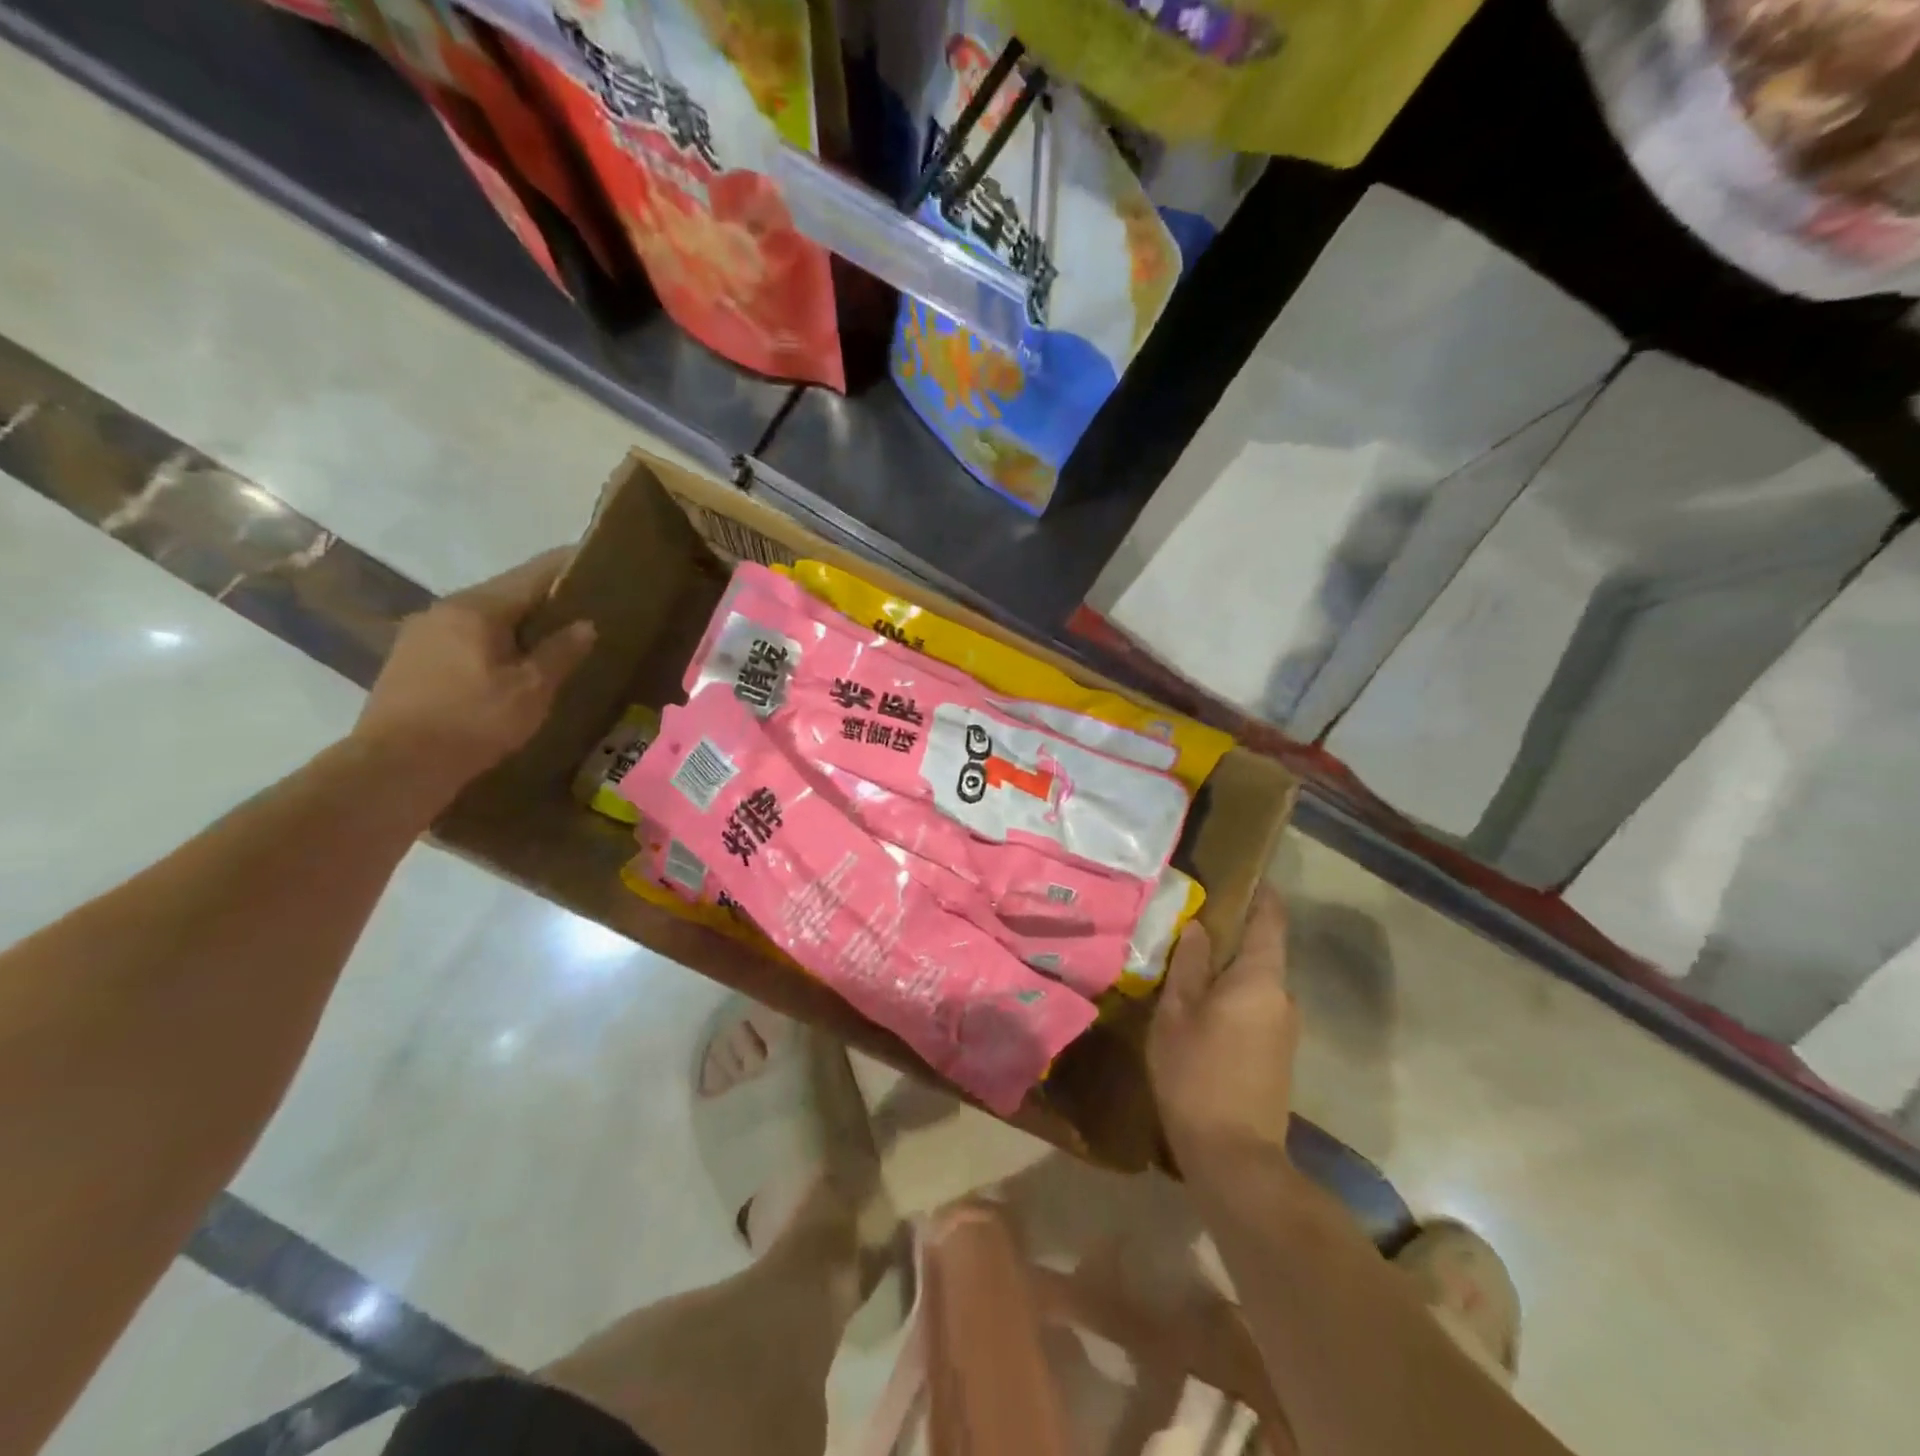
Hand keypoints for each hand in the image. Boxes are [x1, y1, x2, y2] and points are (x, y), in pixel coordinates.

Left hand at [352, 549, 595, 801]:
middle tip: (580, 604)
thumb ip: (560, 652)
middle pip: (504, 594)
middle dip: (542, 597)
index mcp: (476, 609)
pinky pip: (463, 638)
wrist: (396, 765)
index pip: (531, 575)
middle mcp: (444, 610)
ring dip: (516, 622)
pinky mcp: (410, 661)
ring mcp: (420, 635)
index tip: (592, 557)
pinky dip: (493, 642)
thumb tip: (585, 624)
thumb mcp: (531, 689)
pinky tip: (507, 663)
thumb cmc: (474, 721)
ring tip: (548, 636)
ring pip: (482, 618)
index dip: (564, 566)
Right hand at [1148, 885, 1298, 1187]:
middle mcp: (1283, 996)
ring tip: (1188, 960)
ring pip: (1256, 980)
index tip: (1238, 873)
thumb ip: (1189, 965)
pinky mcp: (1277, 1053)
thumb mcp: (1177, 1014)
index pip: (1270, 919)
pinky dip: (1233, 993)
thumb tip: (1197, 927)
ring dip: (1229, 966)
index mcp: (1261, 978)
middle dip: (1232, 931)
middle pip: (1262, 949)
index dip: (1260, 892)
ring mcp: (1285, 1027)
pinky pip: (1256, 1005)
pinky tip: (1201, 1003)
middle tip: (1189, 919)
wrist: (1235, 1157)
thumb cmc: (1197, 1074)